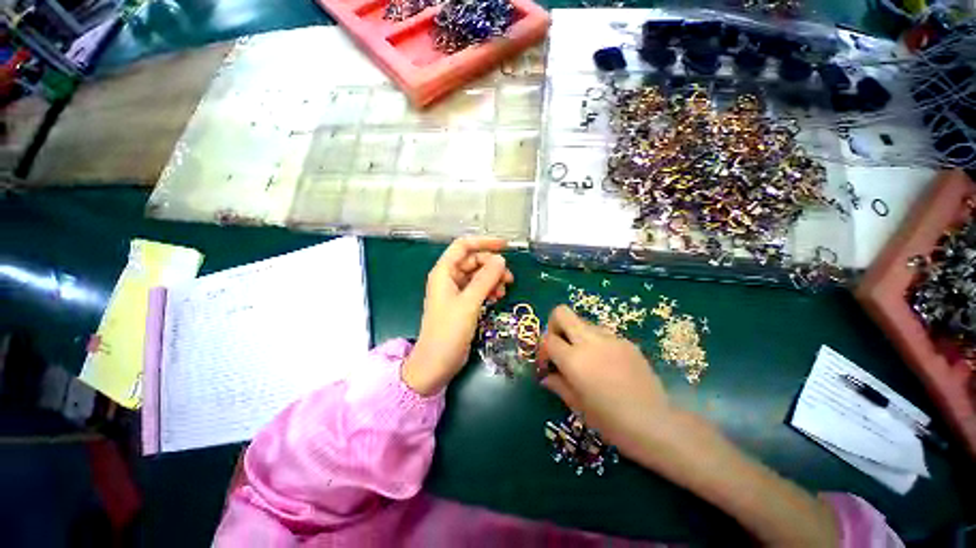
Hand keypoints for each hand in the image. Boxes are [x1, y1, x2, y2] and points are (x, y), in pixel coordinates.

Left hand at [402, 237, 513, 395]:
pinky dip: (489, 290)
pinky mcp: (462, 304)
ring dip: (492, 279)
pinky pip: (478, 289)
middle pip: (473, 261)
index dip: (484, 243)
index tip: (505, 246)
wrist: (435, 364)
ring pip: (477, 276)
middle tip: (509, 278)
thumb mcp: (468, 303)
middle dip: (491, 266)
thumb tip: (501, 260)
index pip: (463, 246)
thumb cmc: (447, 331)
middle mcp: (448, 278)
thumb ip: (485, 279)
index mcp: (444, 272)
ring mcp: (455, 292)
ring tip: (504, 290)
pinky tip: (498, 297)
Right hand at [539, 305, 677, 457]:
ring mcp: (611, 338)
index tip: (547, 364)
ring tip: (585, 358)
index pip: (547, 339)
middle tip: (559, 346)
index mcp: (574, 359)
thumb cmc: (611, 421)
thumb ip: (558, 384)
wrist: (656, 424)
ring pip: (583, 322)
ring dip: (576, 334)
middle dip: (554, 325)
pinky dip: (596, 342)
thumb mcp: (577, 406)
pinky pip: (603, 333)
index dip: (542, 349)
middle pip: (562, 313)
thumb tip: (546, 376)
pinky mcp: (627, 342)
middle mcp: (590, 341)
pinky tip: (606, 364)